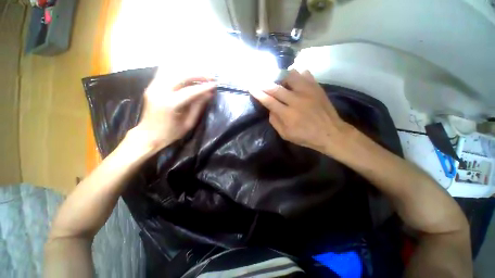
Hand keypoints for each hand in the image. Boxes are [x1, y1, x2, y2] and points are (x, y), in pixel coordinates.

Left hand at [131, 72, 215, 152]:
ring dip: (189, 71)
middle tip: (210, 77)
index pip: (190, 91)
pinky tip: (188, 74)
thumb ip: (198, 107)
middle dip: (198, 75)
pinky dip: (178, 71)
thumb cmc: (171, 133)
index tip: (215, 84)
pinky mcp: (151, 85)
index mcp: (169, 104)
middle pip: (181, 75)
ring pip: (172, 70)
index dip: (204, 87)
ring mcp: (153, 86)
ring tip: (201, 75)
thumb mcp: (188, 123)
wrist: (148, 135)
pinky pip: (166, 72)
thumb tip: (209, 94)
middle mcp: (159, 91)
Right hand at [249, 70, 353, 154]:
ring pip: (291, 76)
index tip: (251, 87)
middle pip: (276, 88)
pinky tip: (295, 80)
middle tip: (258, 81)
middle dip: (264, 84)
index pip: (269, 101)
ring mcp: (308, 92)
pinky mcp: (317, 88)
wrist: (330, 133)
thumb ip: (275, 122)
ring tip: (280, 82)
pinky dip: (298, 75)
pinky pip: (306, 74)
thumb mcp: (286, 135)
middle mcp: (296, 100)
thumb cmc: (306, 136)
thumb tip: (270, 109)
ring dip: (282, 78)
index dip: (258, 94)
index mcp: (287, 114)